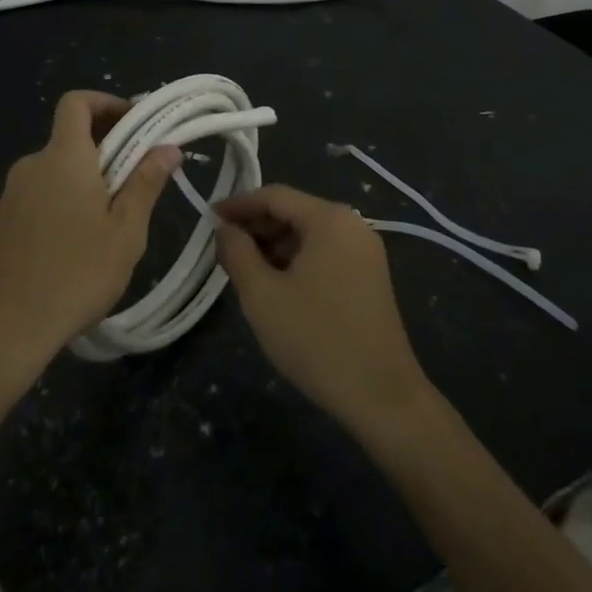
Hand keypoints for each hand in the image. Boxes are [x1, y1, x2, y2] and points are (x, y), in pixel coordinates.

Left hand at [0, 91, 178, 373]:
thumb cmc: (73, 275)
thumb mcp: (125, 232)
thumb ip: (145, 183)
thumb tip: (167, 147)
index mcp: (63, 157)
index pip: (77, 102)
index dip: (107, 102)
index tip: (137, 123)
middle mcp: (33, 165)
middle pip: (70, 136)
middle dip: (107, 146)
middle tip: (139, 178)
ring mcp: (11, 195)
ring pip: (57, 169)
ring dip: (87, 178)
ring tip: (114, 219)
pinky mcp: (1, 223)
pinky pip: (40, 194)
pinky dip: (64, 200)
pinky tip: (79, 244)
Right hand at [216, 185, 435, 436]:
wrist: (382, 396)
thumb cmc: (316, 338)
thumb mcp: (262, 295)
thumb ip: (237, 253)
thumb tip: (225, 229)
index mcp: (329, 219)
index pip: (275, 196)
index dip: (239, 205)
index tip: (209, 218)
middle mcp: (352, 224)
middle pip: (294, 211)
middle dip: (256, 226)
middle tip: (223, 248)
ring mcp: (366, 251)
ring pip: (309, 234)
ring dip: (275, 245)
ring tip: (245, 269)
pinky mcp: (371, 276)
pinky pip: (325, 253)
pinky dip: (297, 260)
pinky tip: (277, 284)